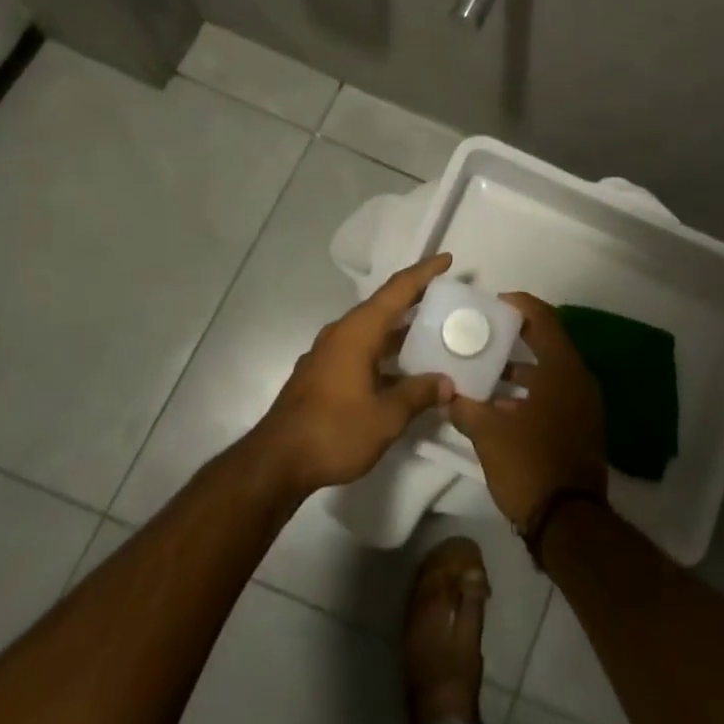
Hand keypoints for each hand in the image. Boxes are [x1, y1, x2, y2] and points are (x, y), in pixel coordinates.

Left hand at [251, 254, 456, 496]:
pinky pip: (362, 349)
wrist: (276, 463)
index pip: (397, 290)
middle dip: (415, 299)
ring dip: (400, 329)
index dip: (424, 273)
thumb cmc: (334, 431)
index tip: (447, 260)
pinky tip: (402, 369)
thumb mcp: (386, 416)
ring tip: (432, 332)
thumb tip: (447, 383)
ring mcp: (329, 354)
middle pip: (384, 306)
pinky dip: (385, 350)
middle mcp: (342, 334)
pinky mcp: (323, 374)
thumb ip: (419, 394)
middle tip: (447, 298)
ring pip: (372, 330)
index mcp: (358, 332)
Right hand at [447, 293, 606, 529]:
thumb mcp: (489, 434)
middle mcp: (579, 380)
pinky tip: (502, 406)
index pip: (545, 320)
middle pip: (549, 343)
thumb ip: (466, 408)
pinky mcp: (582, 428)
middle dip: (517, 337)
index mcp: (563, 370)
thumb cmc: (530, 464)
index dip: (521, 306)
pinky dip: (531, 392)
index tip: (495, 303)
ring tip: (487, 369)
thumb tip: (447, 396)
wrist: (569, 522)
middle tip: (485, 333)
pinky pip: (555, 395)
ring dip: (522, 369)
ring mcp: (585, 406)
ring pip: (551, 372)